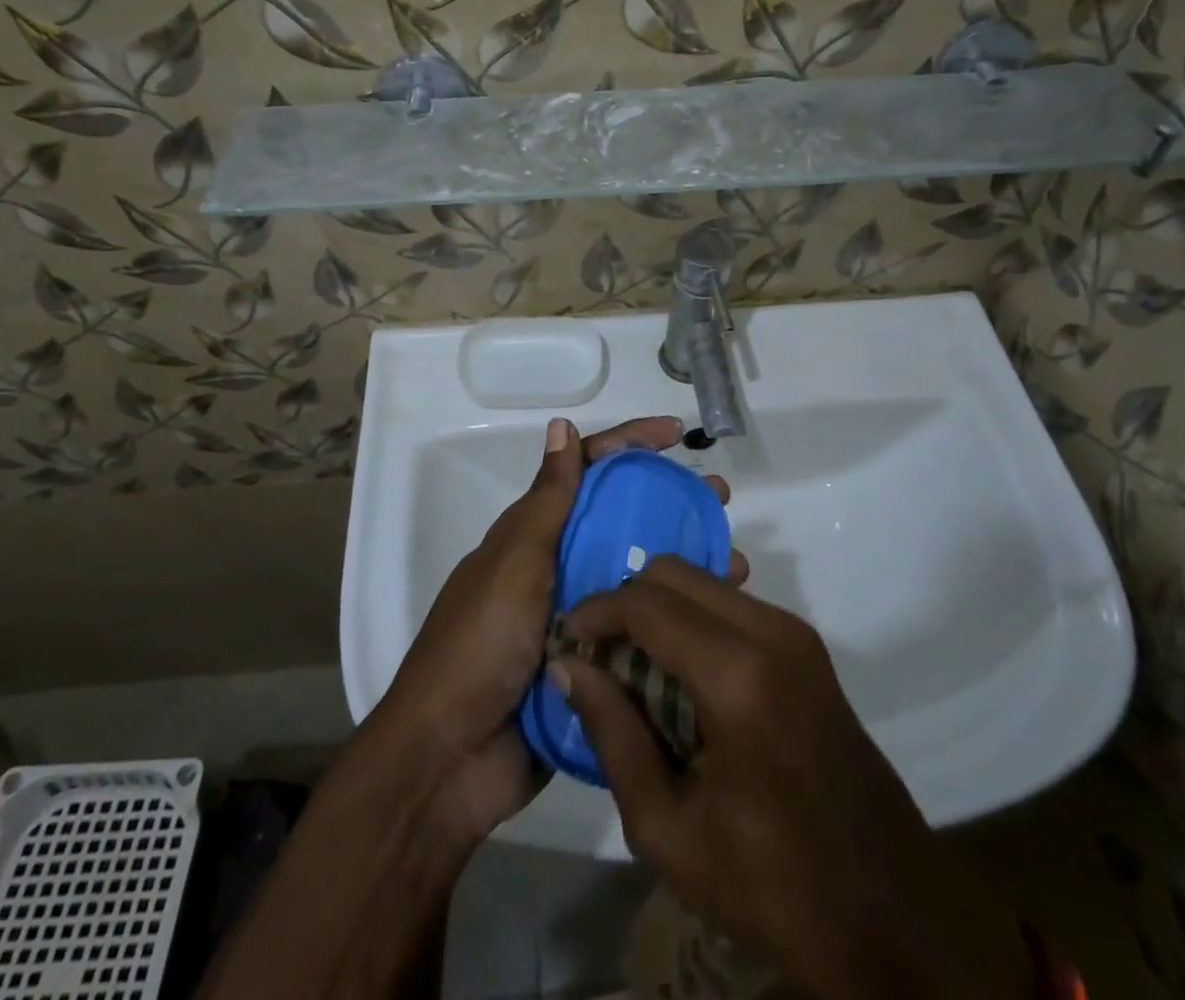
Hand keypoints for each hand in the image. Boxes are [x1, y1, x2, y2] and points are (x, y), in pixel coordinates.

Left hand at [378, 417, 735, 839]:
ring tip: (736, 565)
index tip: (676, 435)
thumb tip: (561, 425)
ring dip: (683, 564)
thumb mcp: (515, 561)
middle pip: (622, 520)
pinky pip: (642, 635)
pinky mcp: (594, 669)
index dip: (630, 445)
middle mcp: (559, 568)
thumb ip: (547, 500)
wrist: (448, 759)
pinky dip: (676, 624)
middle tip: (720, 500)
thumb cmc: (479, 643)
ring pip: (639, 578)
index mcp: (536, 535)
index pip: (588, 471)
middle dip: (671, 502)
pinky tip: (714, 623)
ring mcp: (578, 620)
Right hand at [554, 559, 1033, 999]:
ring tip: (635, 668)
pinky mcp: (808, 646)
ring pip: (703, 581)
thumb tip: (569, 667)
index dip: (595, 612)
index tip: (567, 643)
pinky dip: (692, 619)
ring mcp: (796, 633)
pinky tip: (681, 676)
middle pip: (673, 572)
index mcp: (738, 677)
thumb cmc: (773, 886)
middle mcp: (771, 632)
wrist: (892, 914)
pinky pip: (732, 604)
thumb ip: (613, 734)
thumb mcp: (669, 830)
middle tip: (600, 656)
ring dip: (660, 608)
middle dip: (626, 602)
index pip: (645, 603)